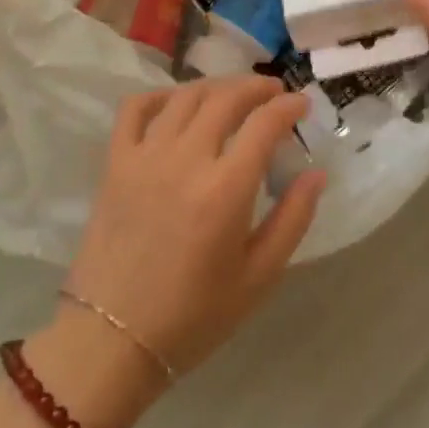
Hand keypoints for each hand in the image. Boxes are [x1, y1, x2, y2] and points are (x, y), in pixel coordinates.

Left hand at [63, 76, 325, 381]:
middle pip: (226, 98)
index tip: (302, 105)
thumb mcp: (258, 278)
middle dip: (257, 87)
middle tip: (274, 93)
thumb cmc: (193, 316)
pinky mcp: (115, 162)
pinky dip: (160, 95)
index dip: (288, 107)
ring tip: (234, 95)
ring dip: (217, 86)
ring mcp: (146, 156)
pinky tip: (177, 104)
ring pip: (186, 96)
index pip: (264, 123)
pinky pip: (136, 108)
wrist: (111, 341)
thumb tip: (317, 174)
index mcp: (225, 189)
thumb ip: (293, 219)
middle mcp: (186, 159)